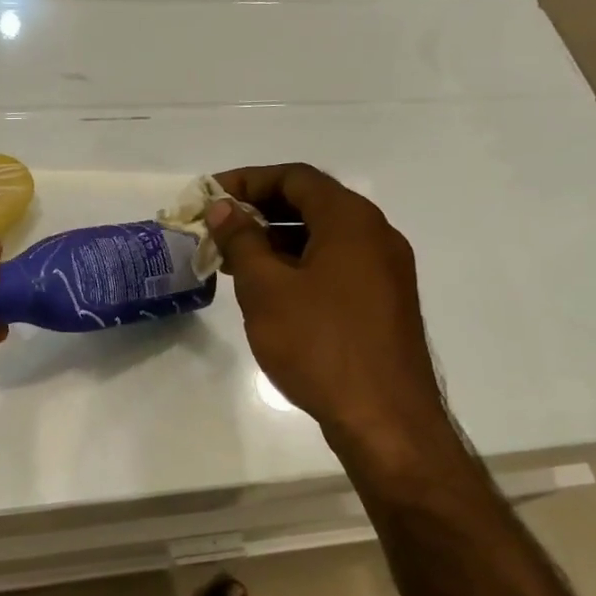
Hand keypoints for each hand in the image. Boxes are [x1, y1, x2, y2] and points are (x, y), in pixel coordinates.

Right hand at [208, 164, 456, 463]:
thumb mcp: (267, 289)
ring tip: (233, 260)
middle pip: (311, 203)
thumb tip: (223, 207)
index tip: (210, 197)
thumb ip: (242, 240)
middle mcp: (375, 235)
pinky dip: (299, 265)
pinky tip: (269, 290)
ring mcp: (385, 270)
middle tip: (217, 229)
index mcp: (351, 220)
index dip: (248, 181)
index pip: (295, 177)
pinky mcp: (383, 302)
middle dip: (260, 211)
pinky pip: (336, 266)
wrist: (385, 418)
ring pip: (323, 237)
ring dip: (277, 240)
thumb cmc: (320, 345)